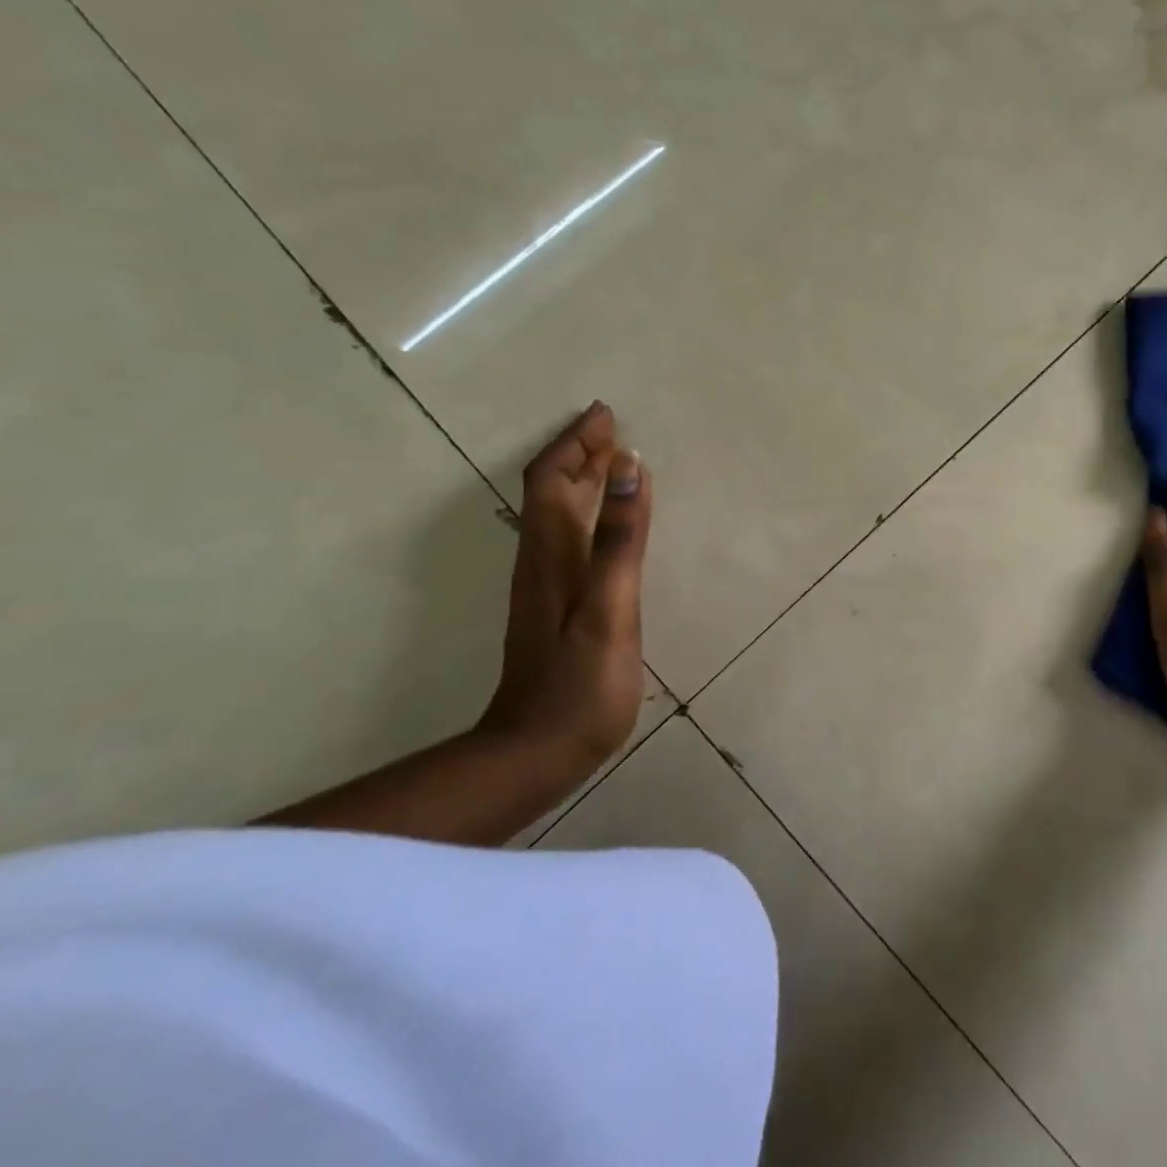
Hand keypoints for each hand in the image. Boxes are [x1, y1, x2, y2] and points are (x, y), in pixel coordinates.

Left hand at [480, 402, 651, 766]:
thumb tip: (629, 467)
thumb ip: (620, 539)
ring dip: (582, 480)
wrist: (538, 751)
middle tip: (611, 427)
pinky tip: (607, 522)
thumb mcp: (610, 608)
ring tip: (612, 460)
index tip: (605, 415)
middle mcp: (542, 560)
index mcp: (552, 553)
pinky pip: (570, 538)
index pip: (553, 479)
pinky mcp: (558, 607)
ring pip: (559, 514)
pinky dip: (588, 512)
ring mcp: (547, 586)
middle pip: (552, 491)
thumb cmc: (580, 683)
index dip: (575, 444)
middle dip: (579, 454)